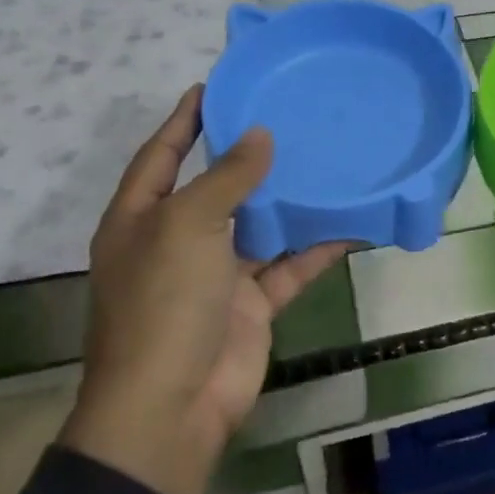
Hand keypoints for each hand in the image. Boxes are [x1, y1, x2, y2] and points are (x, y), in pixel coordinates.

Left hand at [59, 86, 348, 493]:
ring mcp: (216, 275)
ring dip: (290, 199)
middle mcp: (177, 241)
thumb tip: (259, 135)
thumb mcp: (187, 226)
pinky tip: (352, 222)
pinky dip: (318, 247)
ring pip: (260, 225)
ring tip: (327, 158)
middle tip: (289, 116)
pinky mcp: (252, 303)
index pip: (161, 154)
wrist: (171, 407)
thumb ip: (226, 178)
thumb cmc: (163, 304)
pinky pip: (290, 265)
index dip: (184, 120)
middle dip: (248, 155)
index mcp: (141, 219)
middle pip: (216, 186)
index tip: (214, 86)